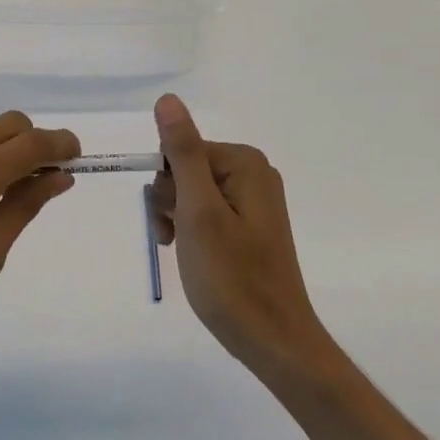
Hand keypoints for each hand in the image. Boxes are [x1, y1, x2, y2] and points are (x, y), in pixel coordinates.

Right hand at [148, 95, 334, 380]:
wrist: (273, 340)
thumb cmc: (231, 278)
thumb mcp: (199, 211)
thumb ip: (183, 152)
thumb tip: (168, 99)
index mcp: (245, 163)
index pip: (182, 150)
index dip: (166, 185)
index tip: (170, 222)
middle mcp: (254, 173)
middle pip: (187, 169)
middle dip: (170, 202)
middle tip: (175, 240)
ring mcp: (254, 201)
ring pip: (193, 193)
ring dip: (177, 219)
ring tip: (183, 252)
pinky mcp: (251, 225)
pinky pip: (209, 213)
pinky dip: (193, 231)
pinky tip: (193, 256)